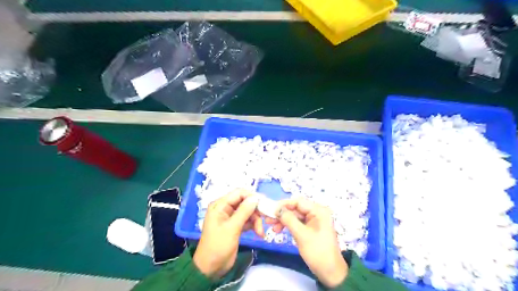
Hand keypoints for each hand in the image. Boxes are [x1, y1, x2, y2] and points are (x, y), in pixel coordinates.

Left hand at [192, 190, 263, 277]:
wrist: (210, 269)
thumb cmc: (218, 246)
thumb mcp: (231, 228)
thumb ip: (244, 211)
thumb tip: (255, 197)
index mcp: (220, 205)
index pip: (238, 193)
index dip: (252, 196)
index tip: (264, 203)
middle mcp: (225, 209)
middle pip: (245, 202)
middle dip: (255, 211)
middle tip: (264, 220)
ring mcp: (231, 218)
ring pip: (248, 212)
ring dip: (256, 220)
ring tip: (260, 232)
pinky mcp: (236, 226)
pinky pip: (247, 221)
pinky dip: (254, 225)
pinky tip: (259, 233)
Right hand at [267, 199, 347, 287]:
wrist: (330, 272)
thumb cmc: (317, 252)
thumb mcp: (301, 235)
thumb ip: (289, 220)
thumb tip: (277, 209)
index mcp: (318, 211)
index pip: (298, 202)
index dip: (283, 204)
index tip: (270, 209)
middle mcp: (317, 212)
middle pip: (296, 208)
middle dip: (282, 214)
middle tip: (268, 219)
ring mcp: (314, 220)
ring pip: (295, 216)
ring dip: (283, 220)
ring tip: (272, 227)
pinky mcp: (310, 228)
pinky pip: (297, 222)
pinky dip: (288, 225)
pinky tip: (278, 230)